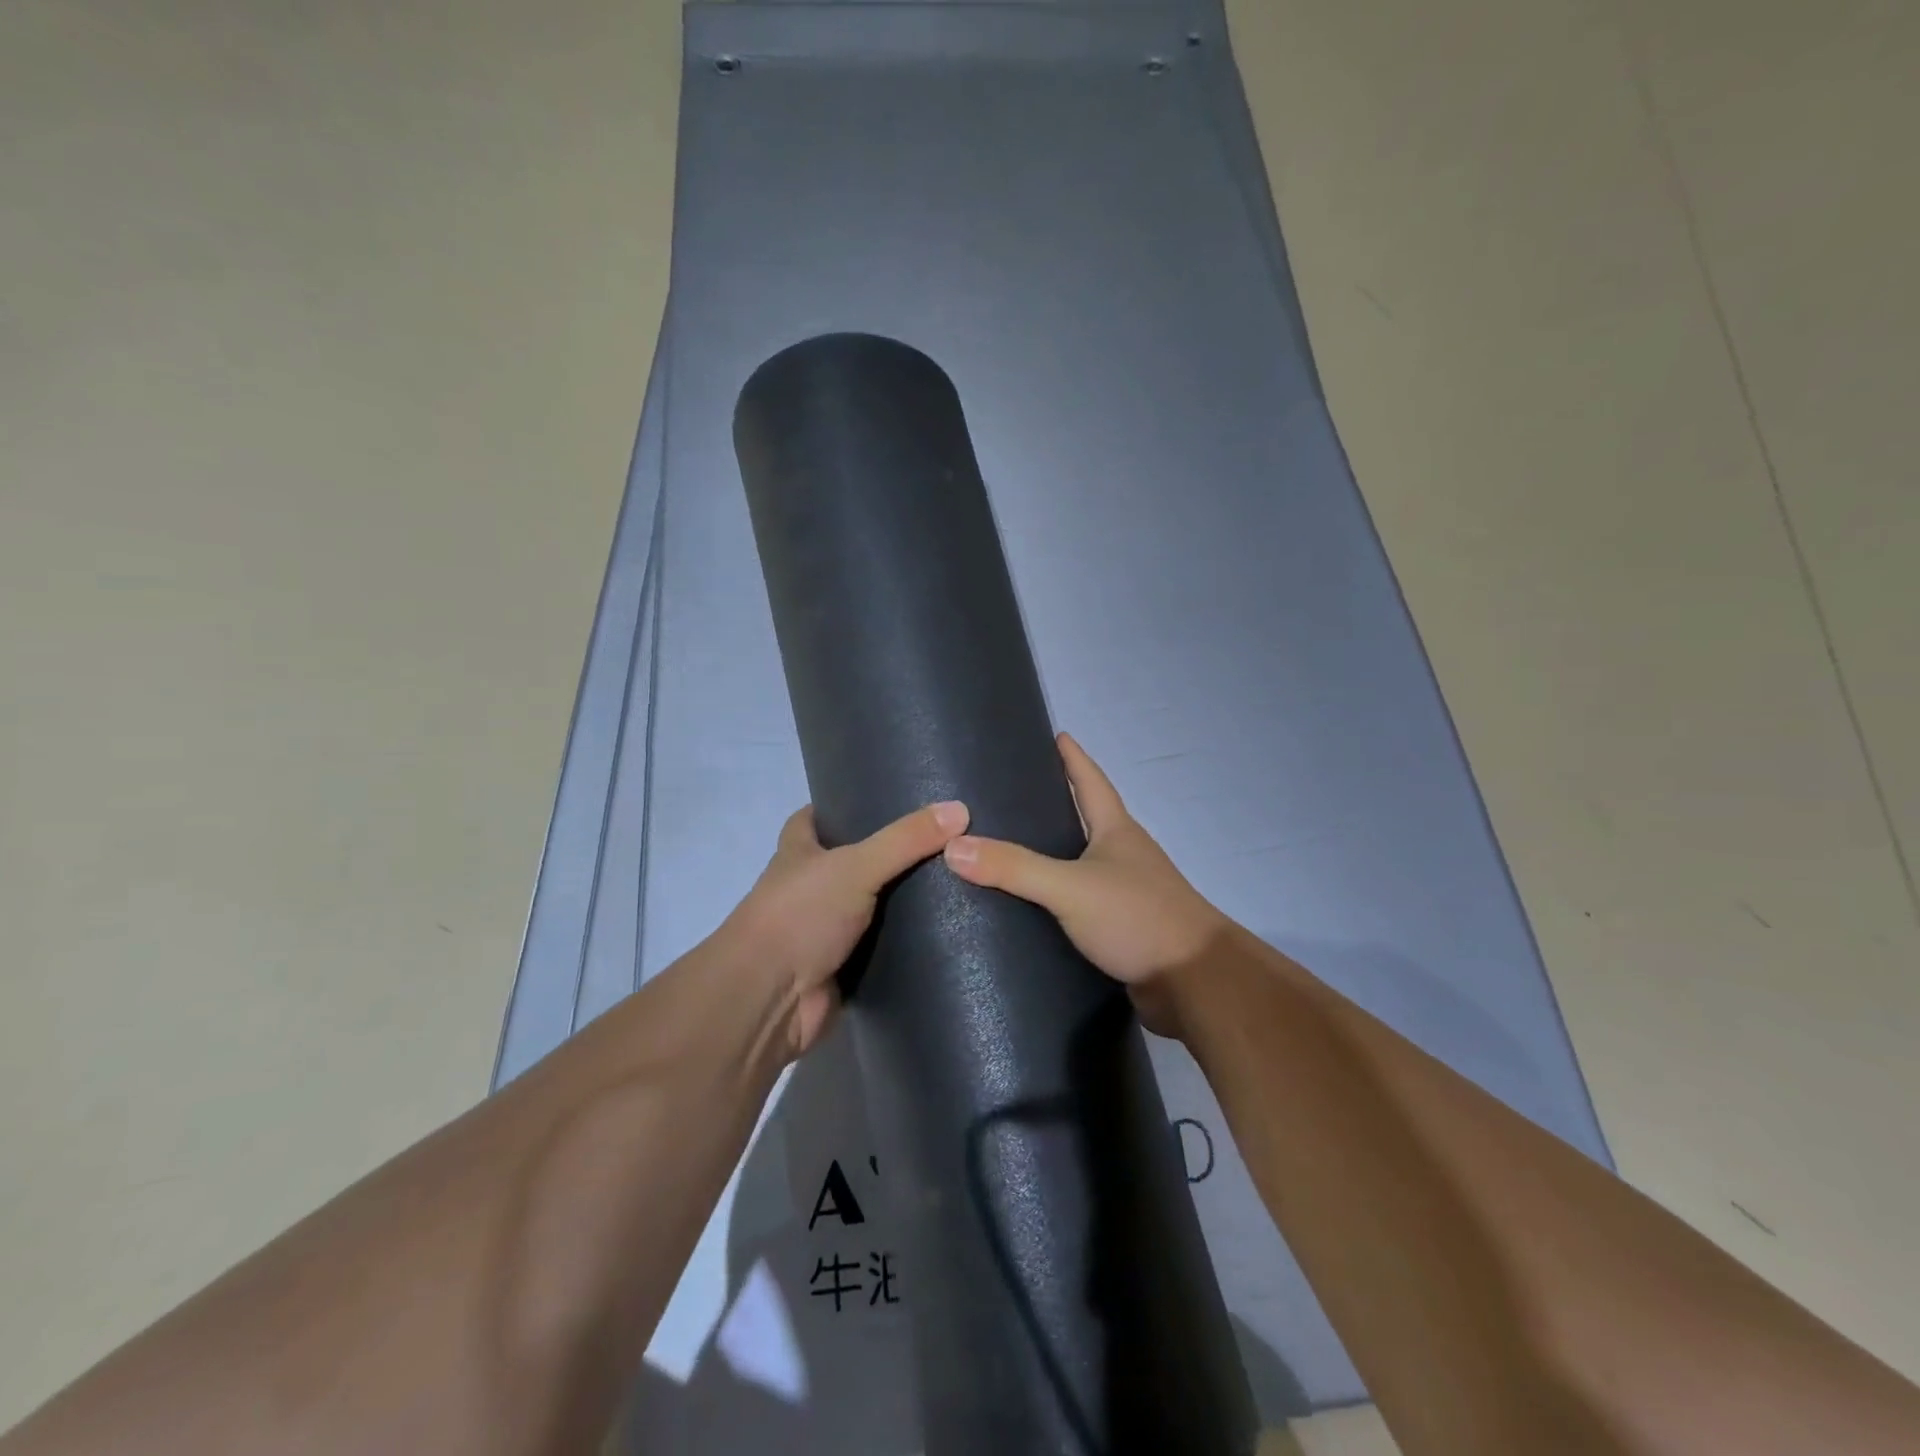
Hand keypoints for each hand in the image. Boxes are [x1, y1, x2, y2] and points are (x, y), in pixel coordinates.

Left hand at [721, 799, 969, 1058]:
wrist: (770, 1000)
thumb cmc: (799, 916)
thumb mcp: (855, 866)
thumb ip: (905, 840)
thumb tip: (960, 809)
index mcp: (798, 853)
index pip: (814, 818)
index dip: (841, 806)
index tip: (885, 798)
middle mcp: (809, 888)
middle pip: (850, 861)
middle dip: (887, 853)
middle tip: (941, 839)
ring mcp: (825, 930)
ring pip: (870, 906)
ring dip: (902, 899)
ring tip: (957, 878)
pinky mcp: (843, 967)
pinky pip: (882, 947)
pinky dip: (906, 941)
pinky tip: (946, 929)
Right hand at [943, 733, 1228, 1038]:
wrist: (1195, 982)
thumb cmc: (1138, 917)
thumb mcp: (1070, 887)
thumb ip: (1014, 867)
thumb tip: (953, 846)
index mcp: (1116, 831)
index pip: (1091, 780)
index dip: (1073, 757)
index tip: (1055, 735)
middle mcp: (1123, 855)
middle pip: (1085, 818)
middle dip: (1054, 803)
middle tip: (1009, 794)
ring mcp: (1125, 892)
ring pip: (1081, 862)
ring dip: (1052, 853)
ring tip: (1006, 847)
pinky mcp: (1121, 928)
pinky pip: (1080, 902)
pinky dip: (1055, 897)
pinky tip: (1027, 905)